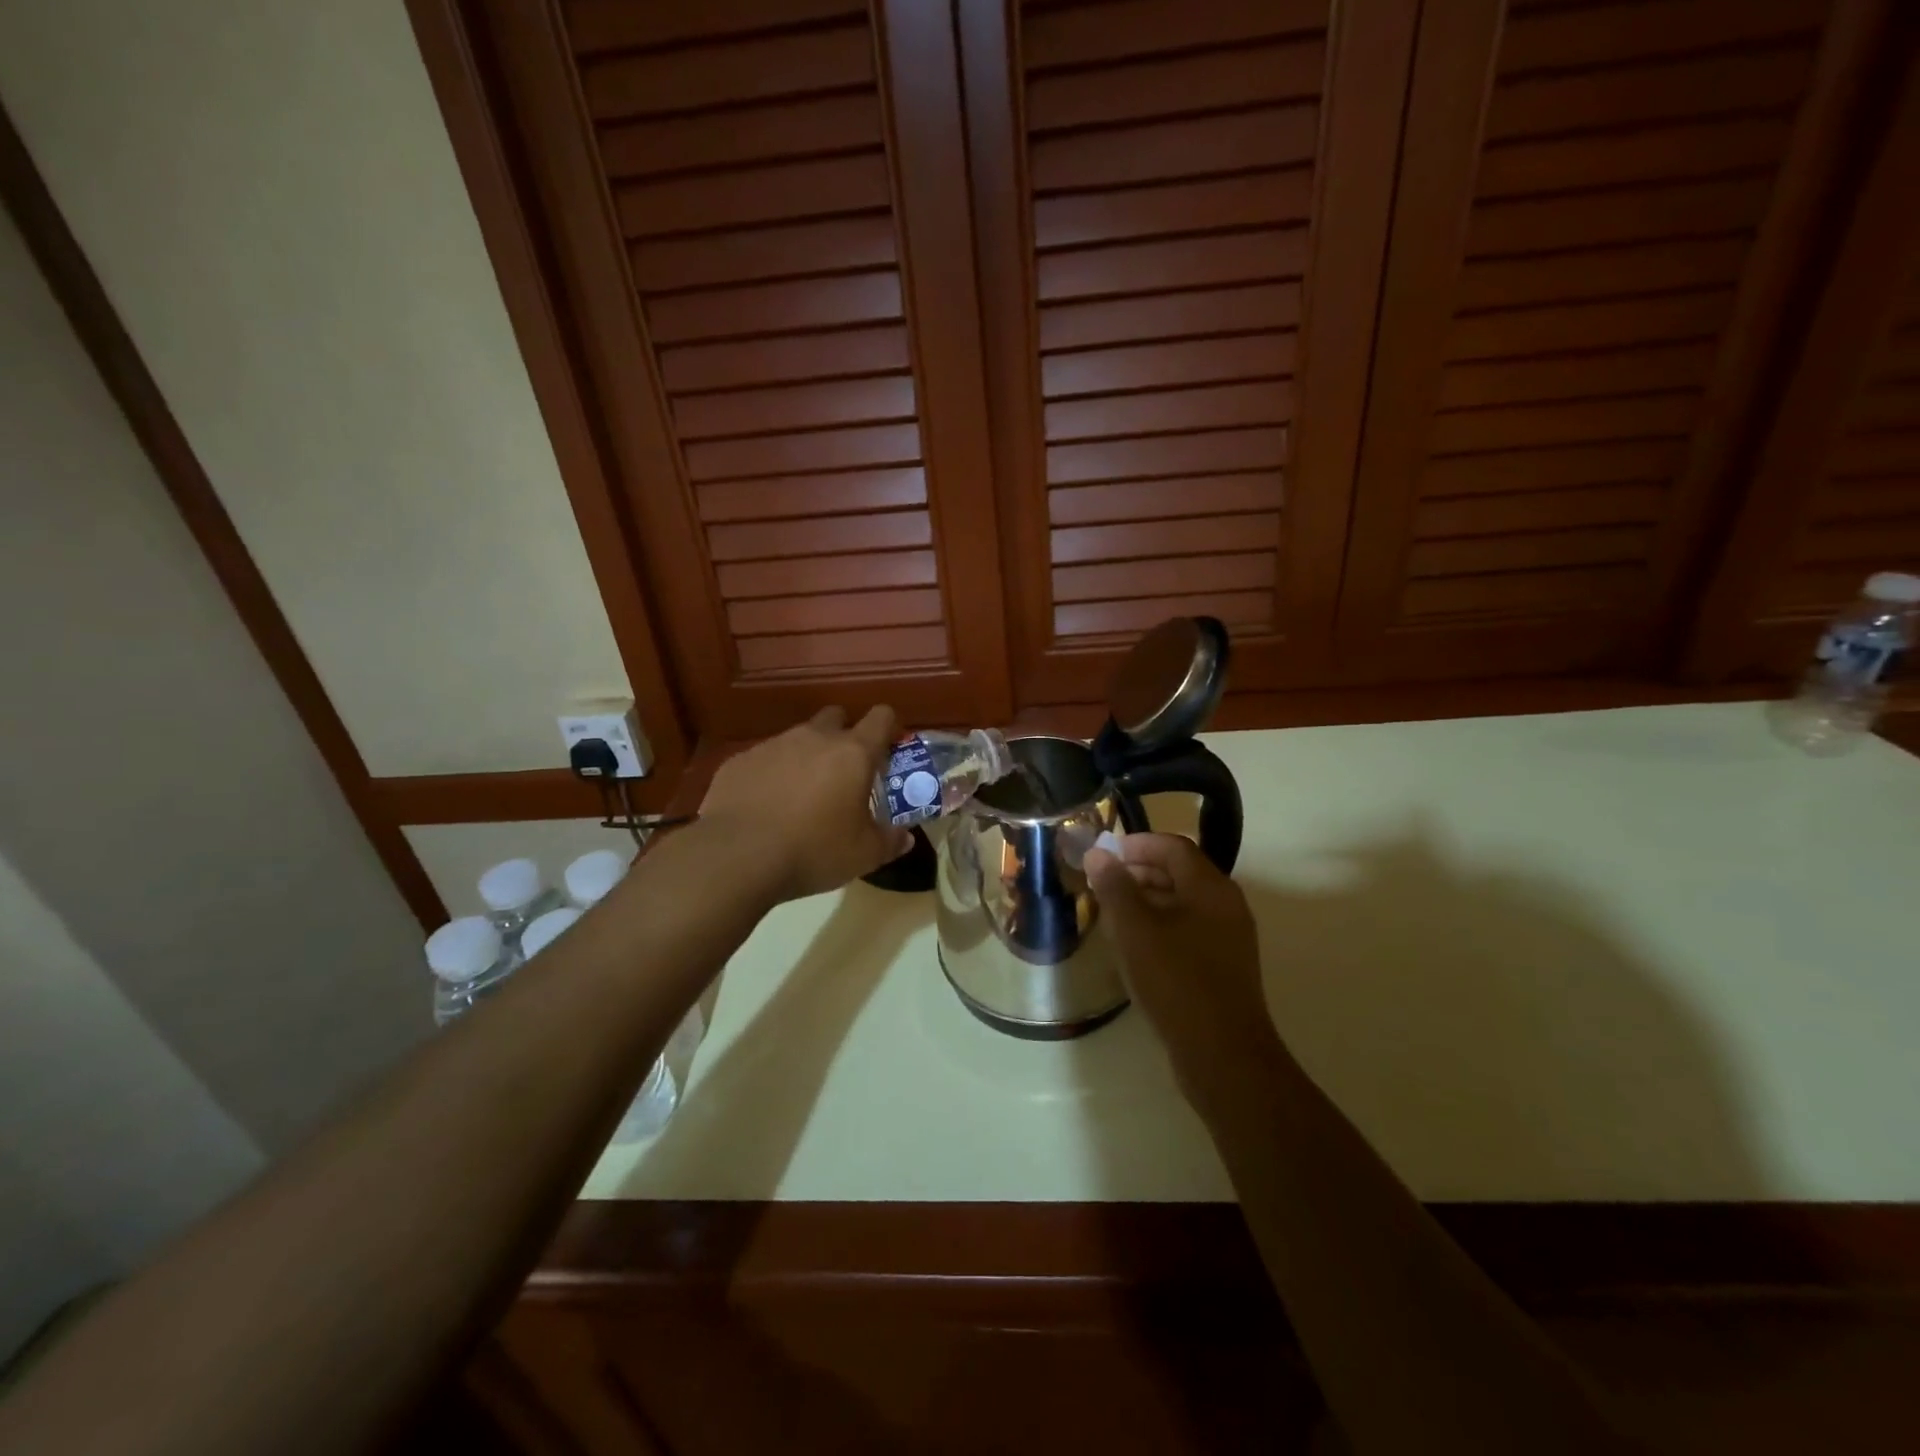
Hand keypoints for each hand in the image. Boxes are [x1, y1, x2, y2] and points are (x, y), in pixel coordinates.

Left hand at [700, 706, 913, 901]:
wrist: (735, 856)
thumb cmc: (812, 850)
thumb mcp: (863, 855)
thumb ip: (889, 841)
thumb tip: (905, 837)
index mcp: (852, 753)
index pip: (881, 717)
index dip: (889, 727)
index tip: (889, 749)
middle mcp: (813, 738)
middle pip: (836, 717)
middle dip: (843, 736)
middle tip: (844, 773)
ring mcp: (772, 745)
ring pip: (798, 738)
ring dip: (805, 757)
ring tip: (801, 796)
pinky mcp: (739, 761)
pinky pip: (764, 759)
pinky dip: (771, 775)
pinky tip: (765, 807)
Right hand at [1084, 834, 1283, 1098]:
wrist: (1222, 1054)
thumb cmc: (1176, 981)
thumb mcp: (1135, 930)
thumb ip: (1115, 887)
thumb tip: (1098, 854)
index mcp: (1210, 888)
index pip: (1173, 846)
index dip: (1137, 844)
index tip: (1104, 853)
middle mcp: (1226, 905)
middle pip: (1180, 872)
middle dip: (1139, 871)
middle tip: (1102, 883)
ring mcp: (1228, 937)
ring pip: (1183, 903)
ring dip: (1147, 900)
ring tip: (1111, 913)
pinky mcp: (1223, 966)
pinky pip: (1188, 930)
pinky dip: (1160, 925)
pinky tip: (1134, 946)